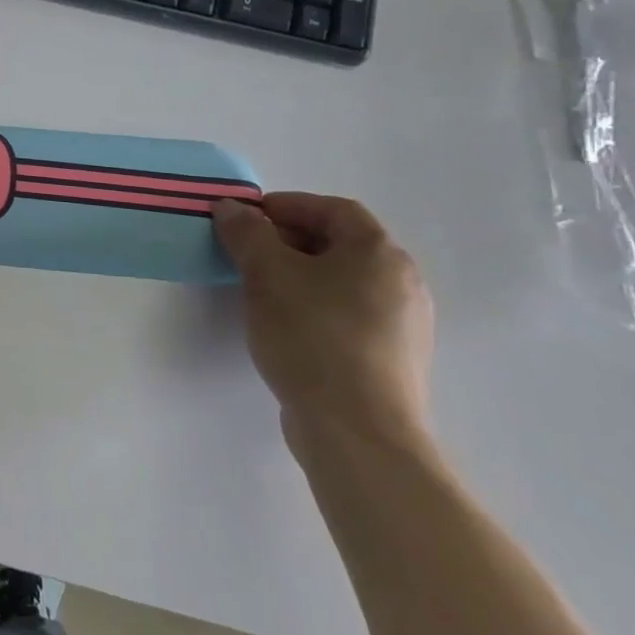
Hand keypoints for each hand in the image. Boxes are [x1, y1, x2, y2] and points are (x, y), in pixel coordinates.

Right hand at [211, 193, 434, 449]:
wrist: (357, 429)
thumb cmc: (312, 336)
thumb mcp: (267, 275)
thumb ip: (247, 234)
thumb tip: (231, 208)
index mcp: (379, 253)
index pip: (334, 209)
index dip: (288, 205)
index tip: (247, 217)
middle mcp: (402, 281)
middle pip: (342, 243)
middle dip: (290, 239)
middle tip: (246, 249)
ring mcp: (403, 323)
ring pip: (345, 280)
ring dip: (301, 273)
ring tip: (259, 287)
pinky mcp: (391, 358)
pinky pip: (349, 313)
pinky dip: (316, 304)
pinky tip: (286, 325)